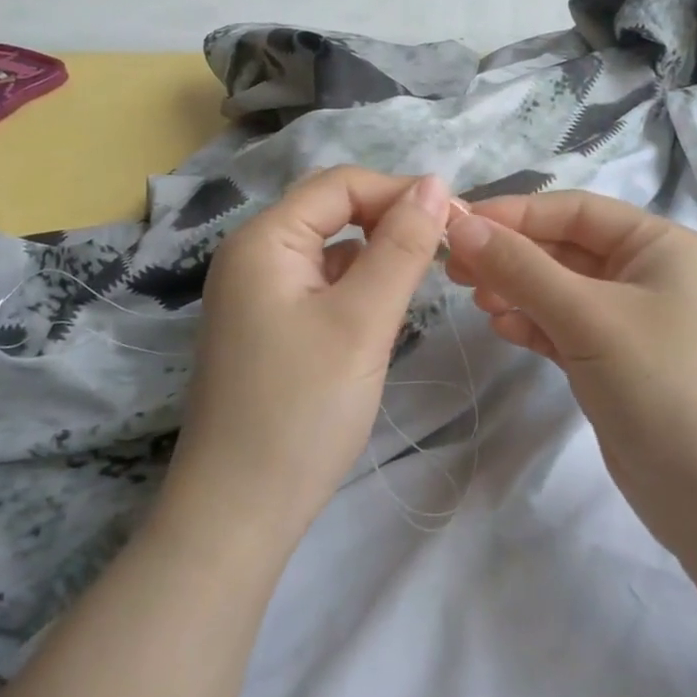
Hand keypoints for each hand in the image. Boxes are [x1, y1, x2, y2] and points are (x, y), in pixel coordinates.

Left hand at [160, 167, 452, 547]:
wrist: (238, 512)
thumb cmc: (302, 410)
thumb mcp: (362, 321)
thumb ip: (401, 247)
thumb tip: (435, 184)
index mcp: (264, 240)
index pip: (340, 185)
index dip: (400, 191)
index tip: (457, 219)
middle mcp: (251, 256)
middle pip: (331, 212)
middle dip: (389, 220)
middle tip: (446, 249)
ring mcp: (254, 296)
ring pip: (328, 252)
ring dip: (375, 255)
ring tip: (422, 282)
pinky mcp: (265, 330)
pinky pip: (317, 287)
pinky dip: (354, 287)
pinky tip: (380, 313)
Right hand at [444, 191, 696, 540]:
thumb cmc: (666, 387)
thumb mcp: (589, 318)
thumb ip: (521, 269)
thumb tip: (460, 224)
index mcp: (658, 244)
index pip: (574, 210)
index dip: (514, 214)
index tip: (455, 225)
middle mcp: (647, 274)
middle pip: (564, 248)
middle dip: (510, 255)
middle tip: (454, 269)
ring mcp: (632, 322)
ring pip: (560, 290)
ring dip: (517, 290)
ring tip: (476, 301)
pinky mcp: (617, 364)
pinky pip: (565, 329)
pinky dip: (533, 325)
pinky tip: (503, 329)